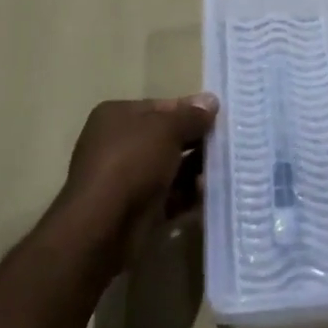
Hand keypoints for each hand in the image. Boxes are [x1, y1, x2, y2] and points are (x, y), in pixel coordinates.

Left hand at [58, 95, 218, 266]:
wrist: (102, 227)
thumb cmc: (132, 162)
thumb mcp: (167, 129)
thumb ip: (191, 116)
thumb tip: (211, 101)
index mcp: (117, 115)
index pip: (161, 107)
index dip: (189, 110)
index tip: (218, 118)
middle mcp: (117, 143)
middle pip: (165, 138)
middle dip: (195, 142)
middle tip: (226, 146)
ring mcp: (124, 179)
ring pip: (168, 169)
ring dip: (194, 171)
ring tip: (220, 173)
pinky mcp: (133, 211)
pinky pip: (166, 197)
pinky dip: (186, 196)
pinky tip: (207, 195)